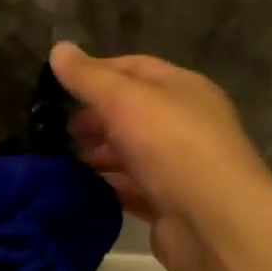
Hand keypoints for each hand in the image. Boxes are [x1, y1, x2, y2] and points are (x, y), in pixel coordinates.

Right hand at [50, 42, 271, 270]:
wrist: (213, 221)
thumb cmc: (172, 147)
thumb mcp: (125, 100)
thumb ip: (89, 78)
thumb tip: (58, 49)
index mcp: (182, 89)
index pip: (135, 68)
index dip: (96, 72)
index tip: (58, 86)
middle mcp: (184, 124)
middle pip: (132, 113)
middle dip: (95, 118)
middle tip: (59, 130)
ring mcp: (178, 167)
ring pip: (131, 153)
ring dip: (99, 155)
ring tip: (65, 161)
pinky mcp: (169, 204)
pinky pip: (132, 189)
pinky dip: (108, 186)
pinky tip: (82, 189)